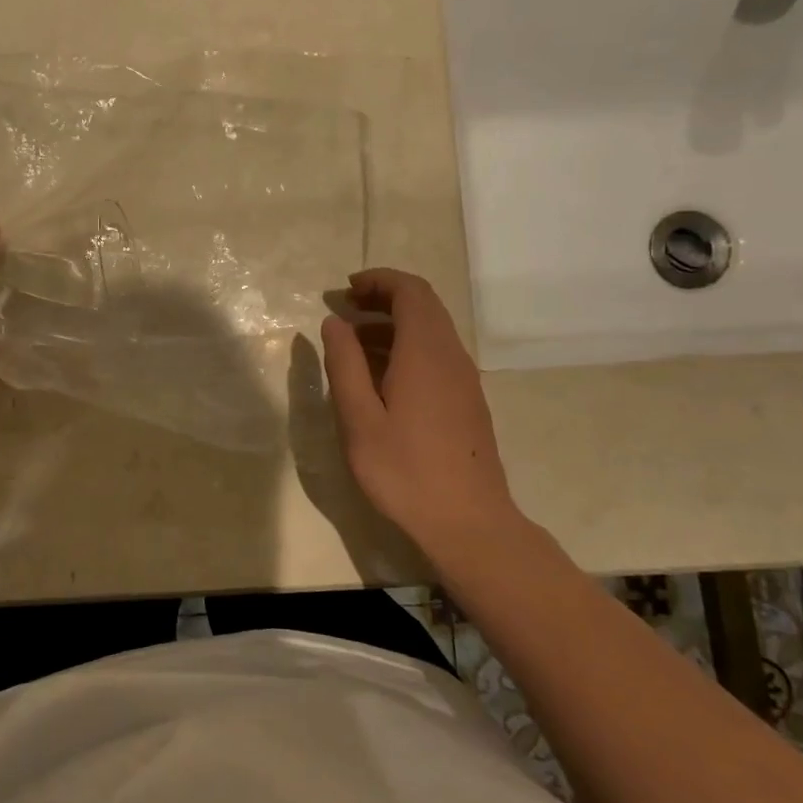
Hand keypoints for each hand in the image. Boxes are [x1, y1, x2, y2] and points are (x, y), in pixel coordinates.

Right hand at [319, 268, 524, 551]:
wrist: (468, 522)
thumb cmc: (405, 471)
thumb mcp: (359, 419)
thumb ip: (344, 365)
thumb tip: (334, 323)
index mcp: (425, 353)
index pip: (410, 292)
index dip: (378, 281)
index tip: (344, 289)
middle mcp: (451, 356)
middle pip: (423, 306)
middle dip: (382, 298)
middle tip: (343, 309)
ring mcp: (464, 380)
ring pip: (430, 331)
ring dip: (392, 325)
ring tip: (352, 342)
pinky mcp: (467, 401)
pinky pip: (436, 355)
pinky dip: (405, 347)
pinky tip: (379, 376)